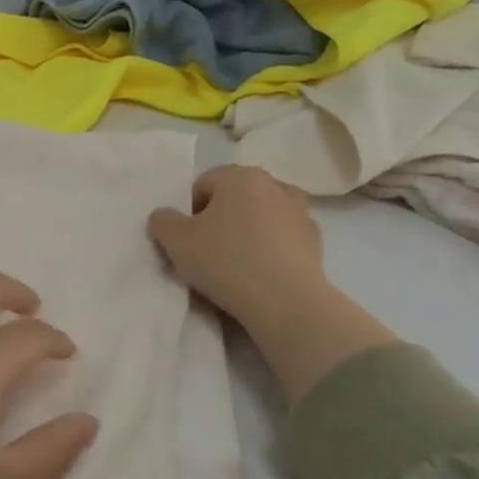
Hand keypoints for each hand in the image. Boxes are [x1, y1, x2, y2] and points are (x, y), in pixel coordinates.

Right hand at [147, 165, 325, 322]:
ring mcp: (301, 212)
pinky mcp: (316, 241)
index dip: (189, 211)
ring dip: (247, 232)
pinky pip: (282, 239)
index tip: (187, 239)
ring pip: (261, 217)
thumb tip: (165, 216)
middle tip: (207, 250)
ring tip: (235, 264)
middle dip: (220, 218)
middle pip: (235, 197)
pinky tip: (259, 274)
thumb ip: (162, 221)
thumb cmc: (225, 261)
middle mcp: (275, 184)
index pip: (203, 184)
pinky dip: (269, 249)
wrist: (285, 302)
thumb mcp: (175, 241)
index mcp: (241, 176)